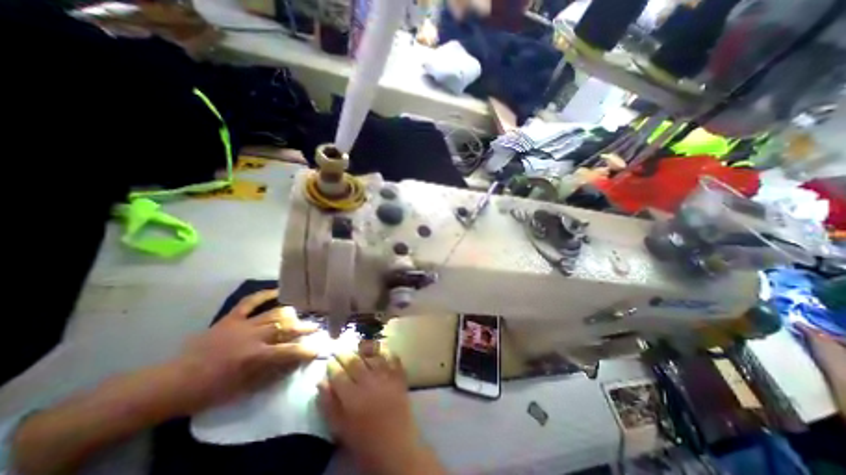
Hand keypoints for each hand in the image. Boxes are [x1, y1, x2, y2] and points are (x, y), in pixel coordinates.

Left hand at [173, 287, 317, 412]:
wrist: (175, 382)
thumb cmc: (213, 390)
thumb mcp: (247, 389)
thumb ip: (275, 372)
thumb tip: (297, 361)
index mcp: (257, 357)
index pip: (291, 350)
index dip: (308, 349)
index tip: (320, 347)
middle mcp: (254, 337)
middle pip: (287, 327)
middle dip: (305, 327)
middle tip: (316, 327)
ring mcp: (243, 324)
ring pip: (275, 313)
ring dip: (291, 314)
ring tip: (300, 315)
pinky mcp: (231, 317)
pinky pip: (251, 301)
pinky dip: (265, 294)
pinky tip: (278, 291)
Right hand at [319, 348, 431, 473]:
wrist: (396, 446)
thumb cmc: (364, 440)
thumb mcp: (340, 428)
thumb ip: (328, 404)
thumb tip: (321, 382)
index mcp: (352, 396)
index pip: (338, 374)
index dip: (332, 366)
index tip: (329, 361)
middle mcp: (369, 381)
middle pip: (354, 361)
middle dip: (345, 354)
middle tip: (340, 351)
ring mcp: (386, 376)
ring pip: (373, 355)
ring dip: (364, 349)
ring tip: (358, 347)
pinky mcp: (399, 376)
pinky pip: (393, 357)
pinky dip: (386, 351)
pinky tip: (381, 349)